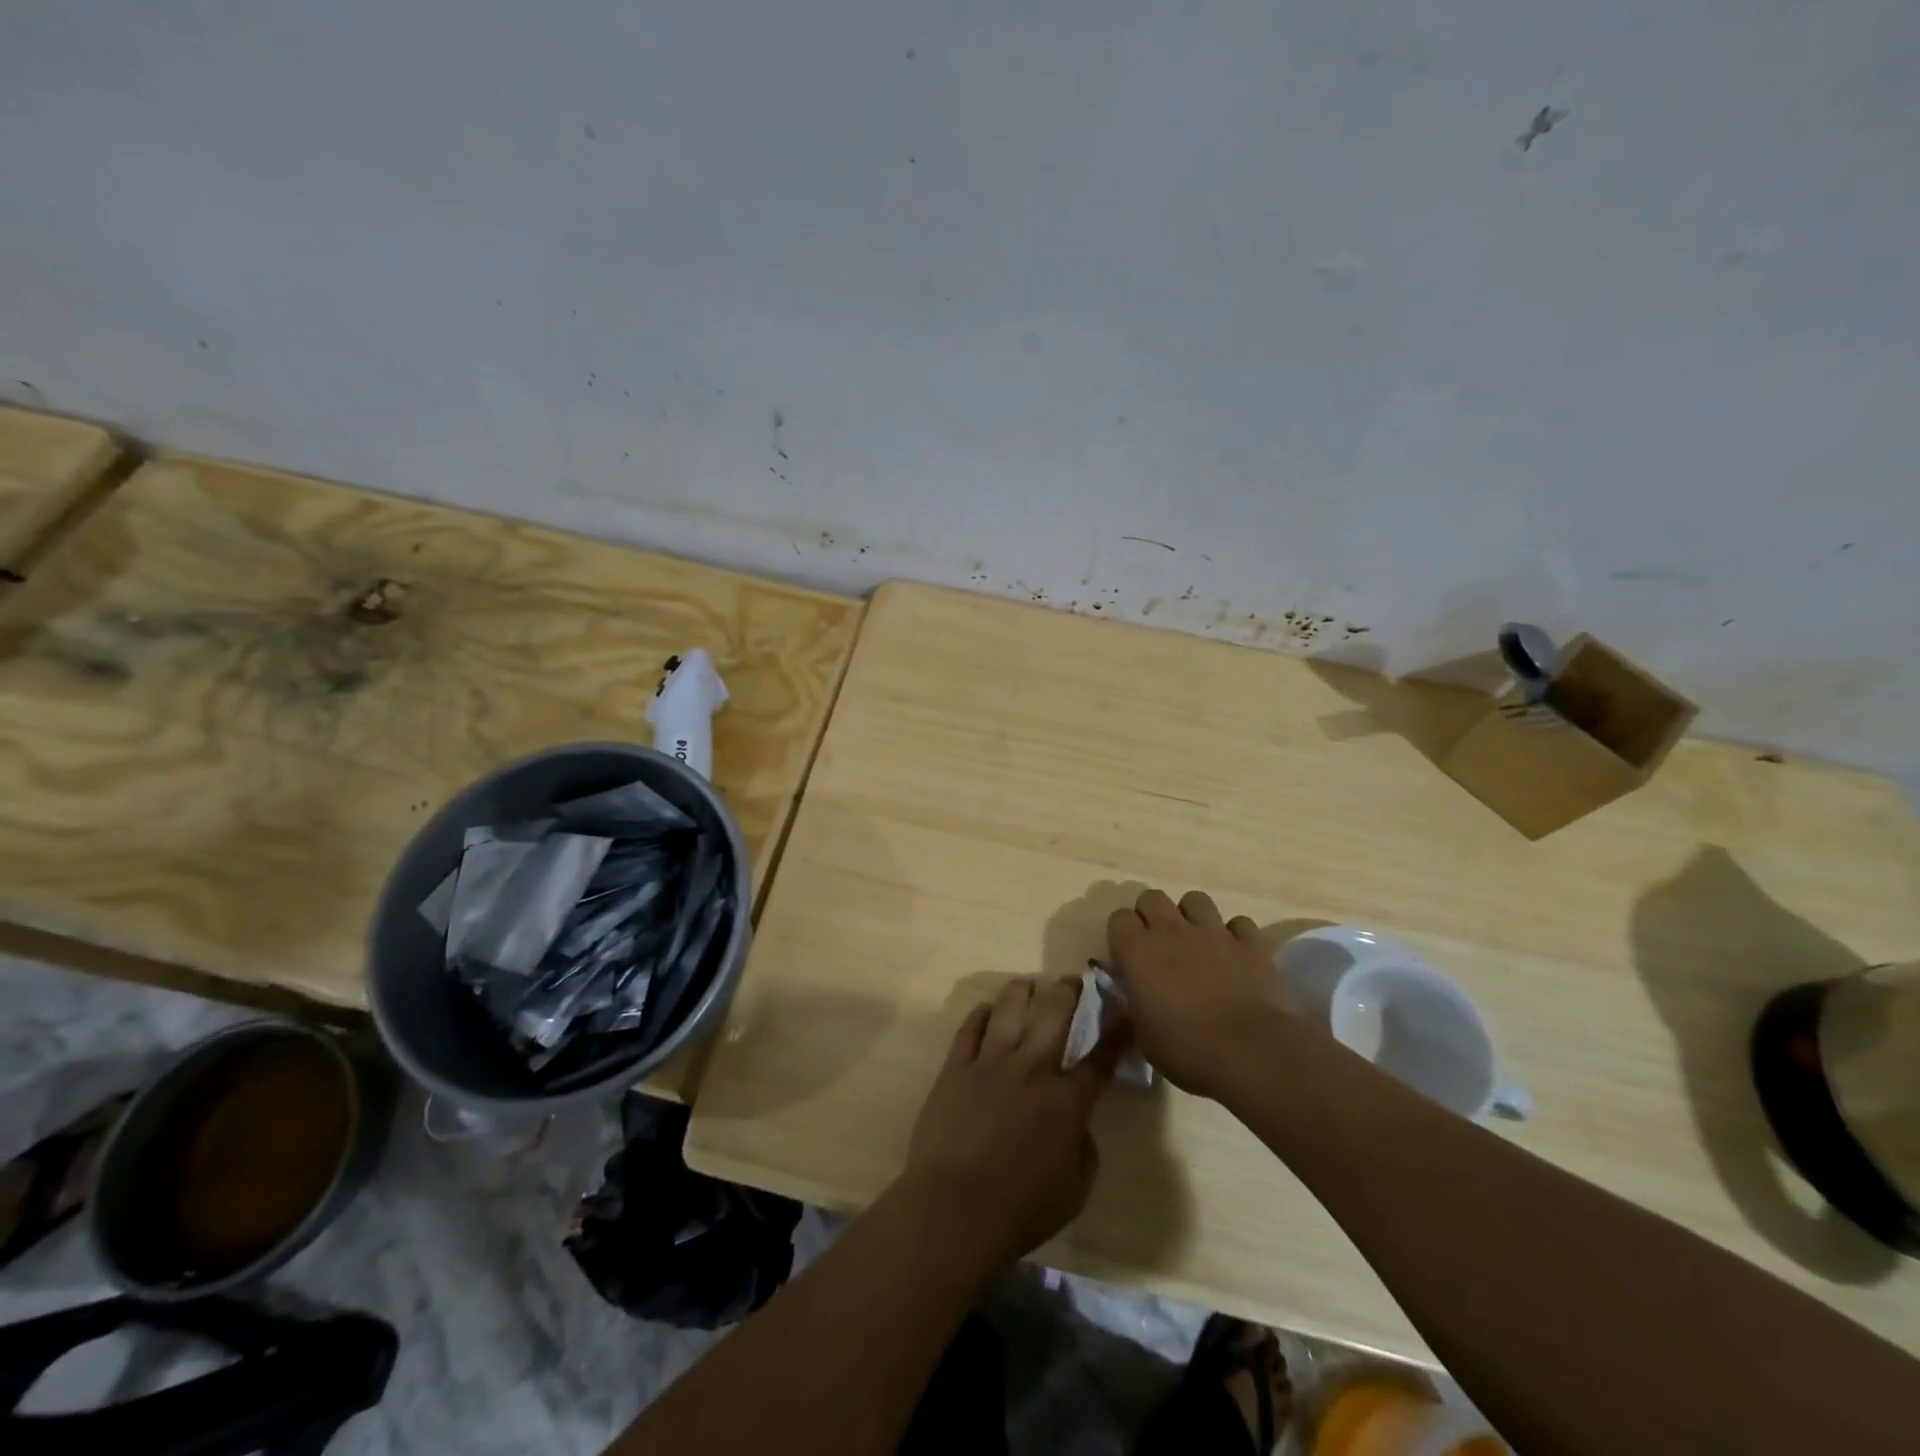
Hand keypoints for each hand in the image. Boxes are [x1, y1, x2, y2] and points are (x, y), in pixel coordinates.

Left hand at [900, 976, 1115, 1276]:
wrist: (953, 1208)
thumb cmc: (1020, 1210)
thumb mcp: (1074, 1192)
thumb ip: (1083, 1150)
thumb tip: (1077, 1125)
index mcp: (1066, 1101)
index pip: (1099, 1059)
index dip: (1116, 1032)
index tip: (1123, 1010)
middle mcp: (1032, 1068)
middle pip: (1054, 1014)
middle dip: (1069, 991)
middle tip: (1074, 980)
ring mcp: (991, 1062)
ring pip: (1010, 1008)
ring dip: (1024, 990)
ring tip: (1029, 983)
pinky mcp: (957, 1066)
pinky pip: (970, 1028)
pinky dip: (981, 1014)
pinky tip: (987, 1008)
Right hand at [1105, 889, 1290, 1099]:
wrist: (1250, 1052)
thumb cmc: (1186, 1049)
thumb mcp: (1144, 1037)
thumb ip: (1136, 1007)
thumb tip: (1137, 999)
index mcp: (1138, 951)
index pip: (1119, 918)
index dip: (1123, 934)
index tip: (1128, 957)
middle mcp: (1171, 931)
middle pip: (1152, 898)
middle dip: (1152, 914)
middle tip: (1158, 945)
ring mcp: (1213, 932)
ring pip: (1195, 899)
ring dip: (1192, 916)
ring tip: (1197, 941)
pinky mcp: (1250, 943)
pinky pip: (1239, 924)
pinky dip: (1235, 935)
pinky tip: (1235, 955)